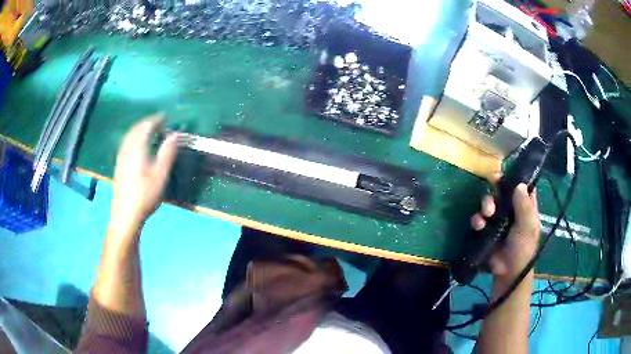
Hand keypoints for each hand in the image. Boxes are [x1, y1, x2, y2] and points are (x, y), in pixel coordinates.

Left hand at [110, 115, 178, 232]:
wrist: (126, 214)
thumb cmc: (145, 194)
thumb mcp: (160, 174)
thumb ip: (167, 152)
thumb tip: (175, 135)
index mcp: (137, 147)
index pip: (146, 126)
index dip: (156, 119)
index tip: (165, 116)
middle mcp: (127, 148)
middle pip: (136, 129)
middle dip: (147, 122)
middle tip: (158, 122)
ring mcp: (121, 156)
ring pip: (129, 136)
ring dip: (139, 129)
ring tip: (149, 131)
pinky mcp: (119, 165)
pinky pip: (126, 143)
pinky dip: (133, 138)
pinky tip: (137, 145)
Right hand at [470, 184, 539, 282]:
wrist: (507, 272)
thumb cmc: (523, 249)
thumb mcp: (528, 227)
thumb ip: (525, 207)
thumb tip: (519, 184)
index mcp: (525, 206)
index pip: (521, 186)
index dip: (514, 178)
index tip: (505, 175)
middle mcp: (511, 209)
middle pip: (501, 191)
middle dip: (494, 192)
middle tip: (493, 198)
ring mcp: (497, 219)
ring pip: (489, 203)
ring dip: (485, 205)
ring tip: (486, 214)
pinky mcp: (486, 229)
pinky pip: (479, 218)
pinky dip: (477, 219)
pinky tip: (479, 225)